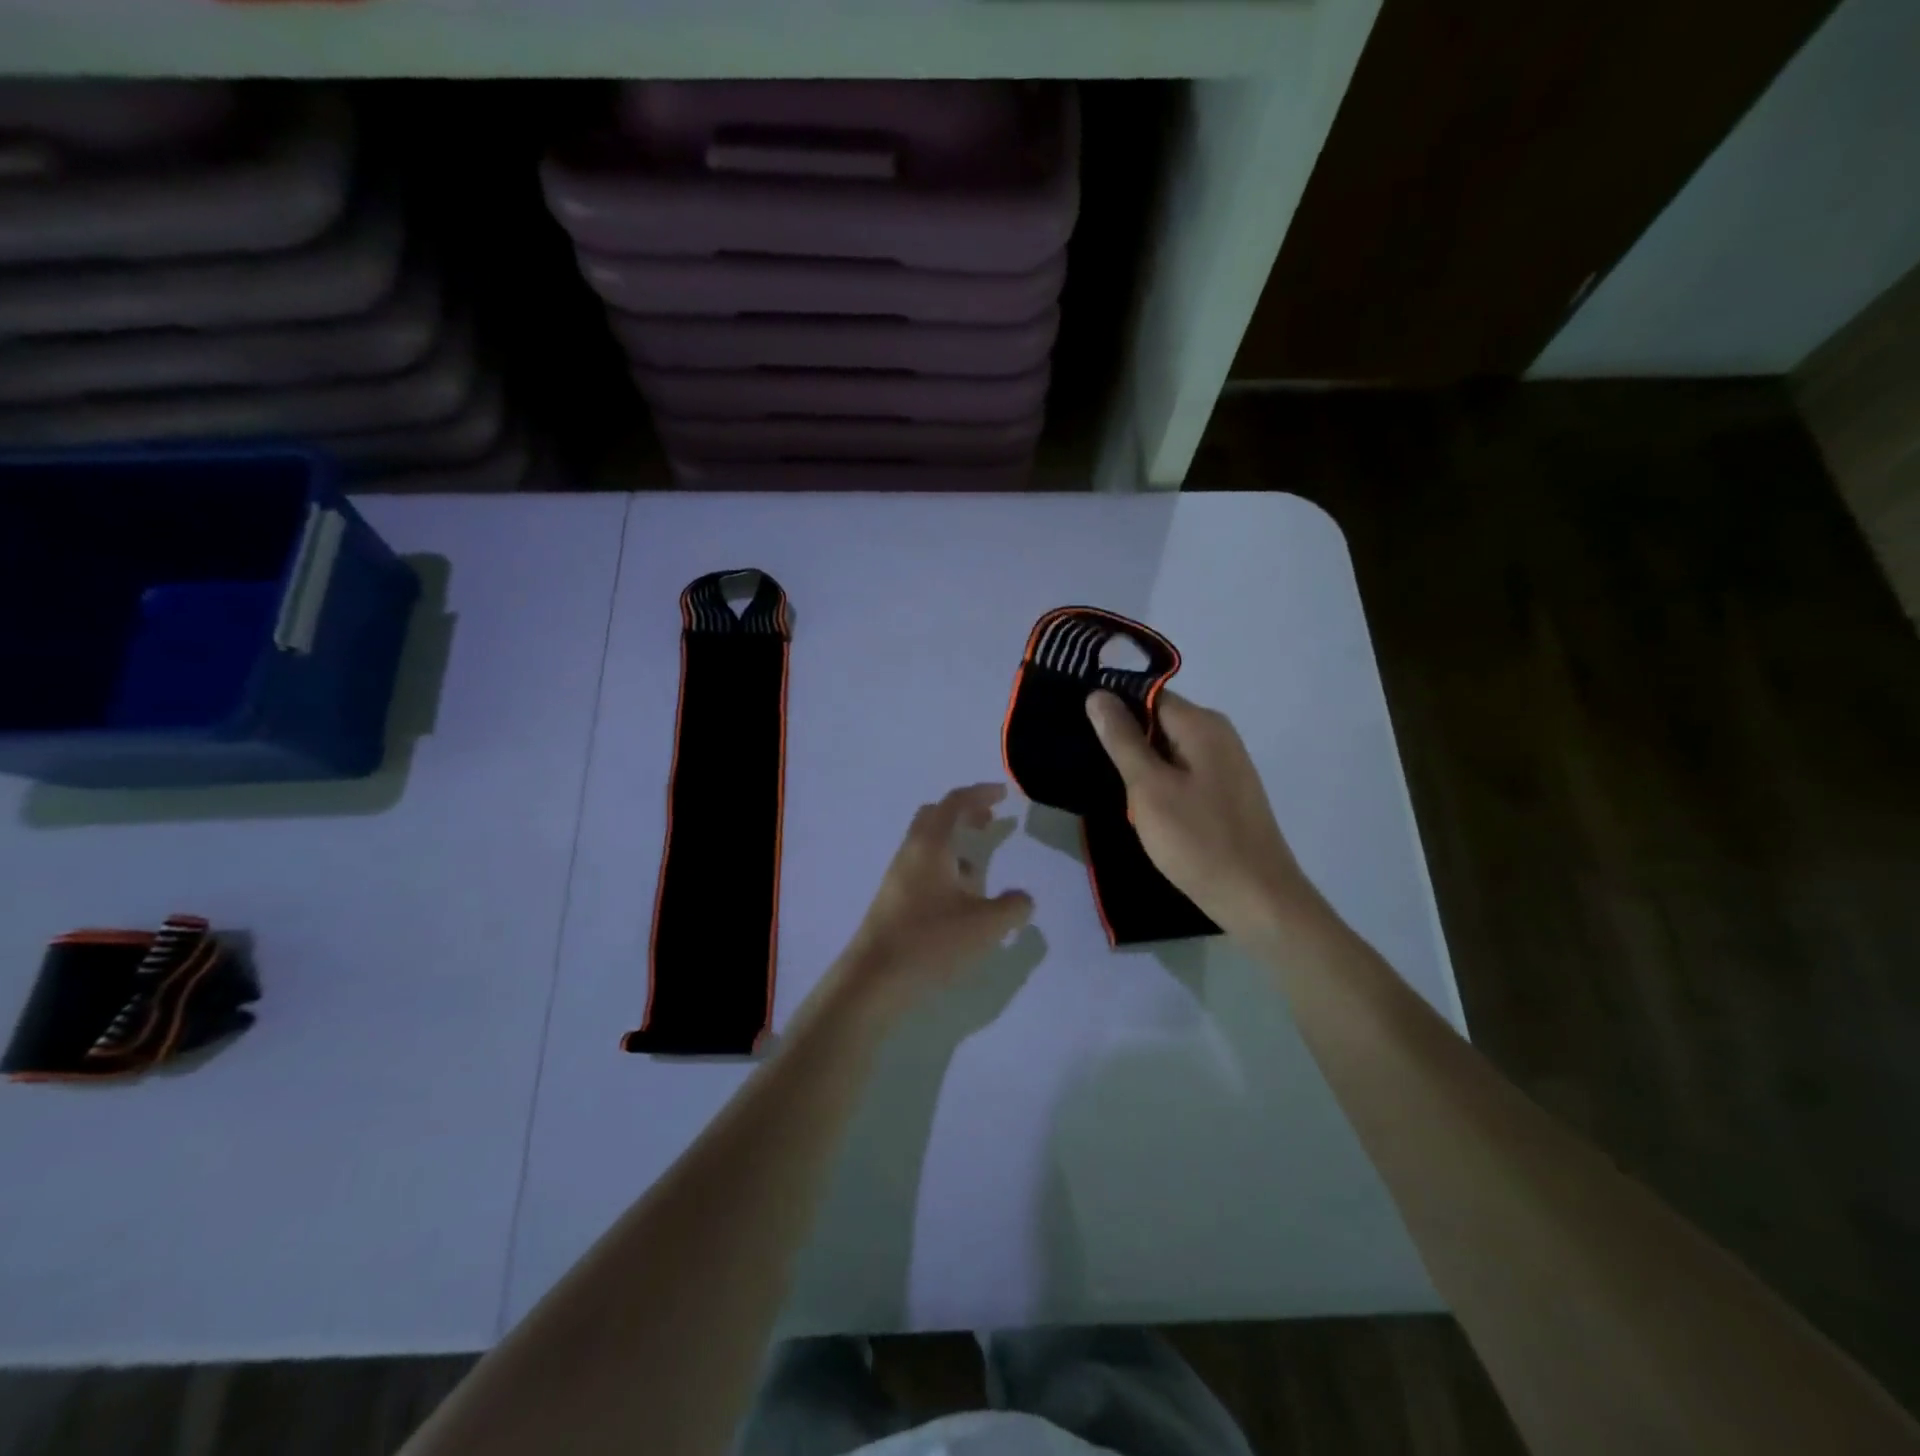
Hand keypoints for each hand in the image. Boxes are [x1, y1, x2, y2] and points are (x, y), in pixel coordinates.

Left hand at [836, 784, 1033, 1017]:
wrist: (874, 980)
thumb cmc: (931, 942)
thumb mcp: (986, 926)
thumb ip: (1013, 907)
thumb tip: (1023, 899)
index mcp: (931, 845)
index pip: (955, 803)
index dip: (981, 793)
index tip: (1004, 794)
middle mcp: (910, 853)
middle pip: (935, 817)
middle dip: (964, 814)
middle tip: (989, 822)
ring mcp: (897, 877)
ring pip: (927, 845)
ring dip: (954, 845)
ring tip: (981, 869)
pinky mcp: (893, 900)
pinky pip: (922, 869)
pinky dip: (945, 869)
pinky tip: (961, 900)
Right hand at [1086, 691, 1319, 944]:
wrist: (1256, 897)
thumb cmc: (1197, 840)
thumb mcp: (1149, 787)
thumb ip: (1122, 739)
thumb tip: (1099, 695)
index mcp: (1201, 724)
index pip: (1147, 694)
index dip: (1112, 706)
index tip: (1076, 724)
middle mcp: (1217, 734)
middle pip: (1158, 719)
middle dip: (1123, 737)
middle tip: (1084, 758)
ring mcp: (1224, 764)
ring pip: (1168, 748)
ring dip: (1139, 763)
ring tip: (1104, 781)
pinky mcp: (1224, 791)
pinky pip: (1181, 771)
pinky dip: (1158, 781)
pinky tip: (1139, 804)